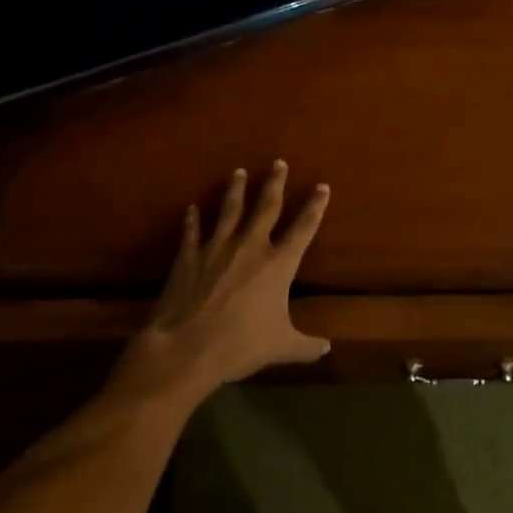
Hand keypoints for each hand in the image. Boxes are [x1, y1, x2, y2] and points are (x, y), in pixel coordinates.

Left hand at [116, 161, 330, 406]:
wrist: (186, 349)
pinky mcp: (188, 257)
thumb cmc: (240, 346)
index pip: (303, 228)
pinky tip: (191, 209)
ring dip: (235, 190)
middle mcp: (250, 247)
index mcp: (279, 265)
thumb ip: (306, 346)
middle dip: (274, 183)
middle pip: (266, 207)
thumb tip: (326, 349)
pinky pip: (192, 232)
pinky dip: (192, 220)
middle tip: (278, 163)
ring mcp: (216, 248)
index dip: (315, 206)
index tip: (322, 186)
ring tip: (237, 172)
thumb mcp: (281, 347)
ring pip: (229, 210)